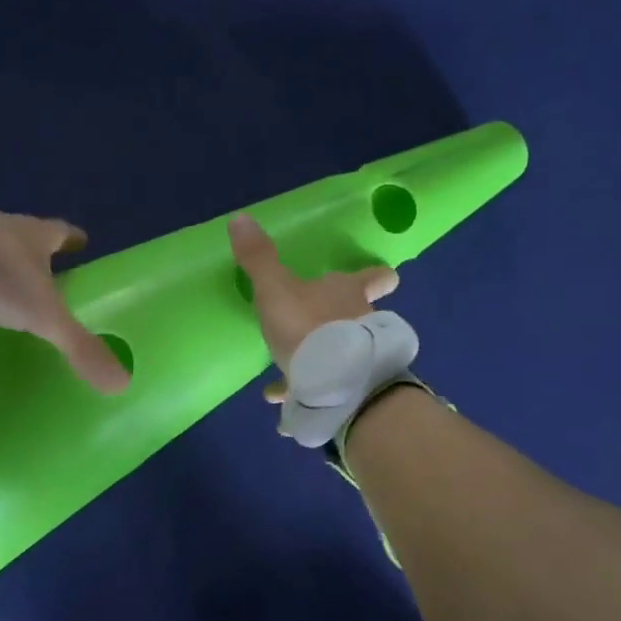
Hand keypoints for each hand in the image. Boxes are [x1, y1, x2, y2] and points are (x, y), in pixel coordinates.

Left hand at [0, 211, 130, 392]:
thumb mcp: (45, 316)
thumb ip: (79, 346)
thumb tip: (122, 383)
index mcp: (35, 235)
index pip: (62, 232)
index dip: (74, 238)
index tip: (83, 242)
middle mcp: (3, 225)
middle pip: (26, 235)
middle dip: (36, 250)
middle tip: (46, 268)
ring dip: (0, 258)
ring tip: (5, 281)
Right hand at [228, 214, 397, 403]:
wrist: (332, 381)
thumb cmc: (307, 324)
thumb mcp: (275, 288)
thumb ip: (258, 258)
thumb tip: (240, 218)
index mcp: (348, 291)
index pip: (376, 277)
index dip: (377, 275)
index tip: (381, 276)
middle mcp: (361, 320)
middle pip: (358, 313)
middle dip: (340, 317)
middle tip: (317, 320)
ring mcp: (356, 357)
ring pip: (341, 350)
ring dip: (321, 354)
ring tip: (292, 364)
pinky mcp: (345, 387)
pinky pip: (322, 387)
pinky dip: (303, 390)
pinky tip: (280, 402)